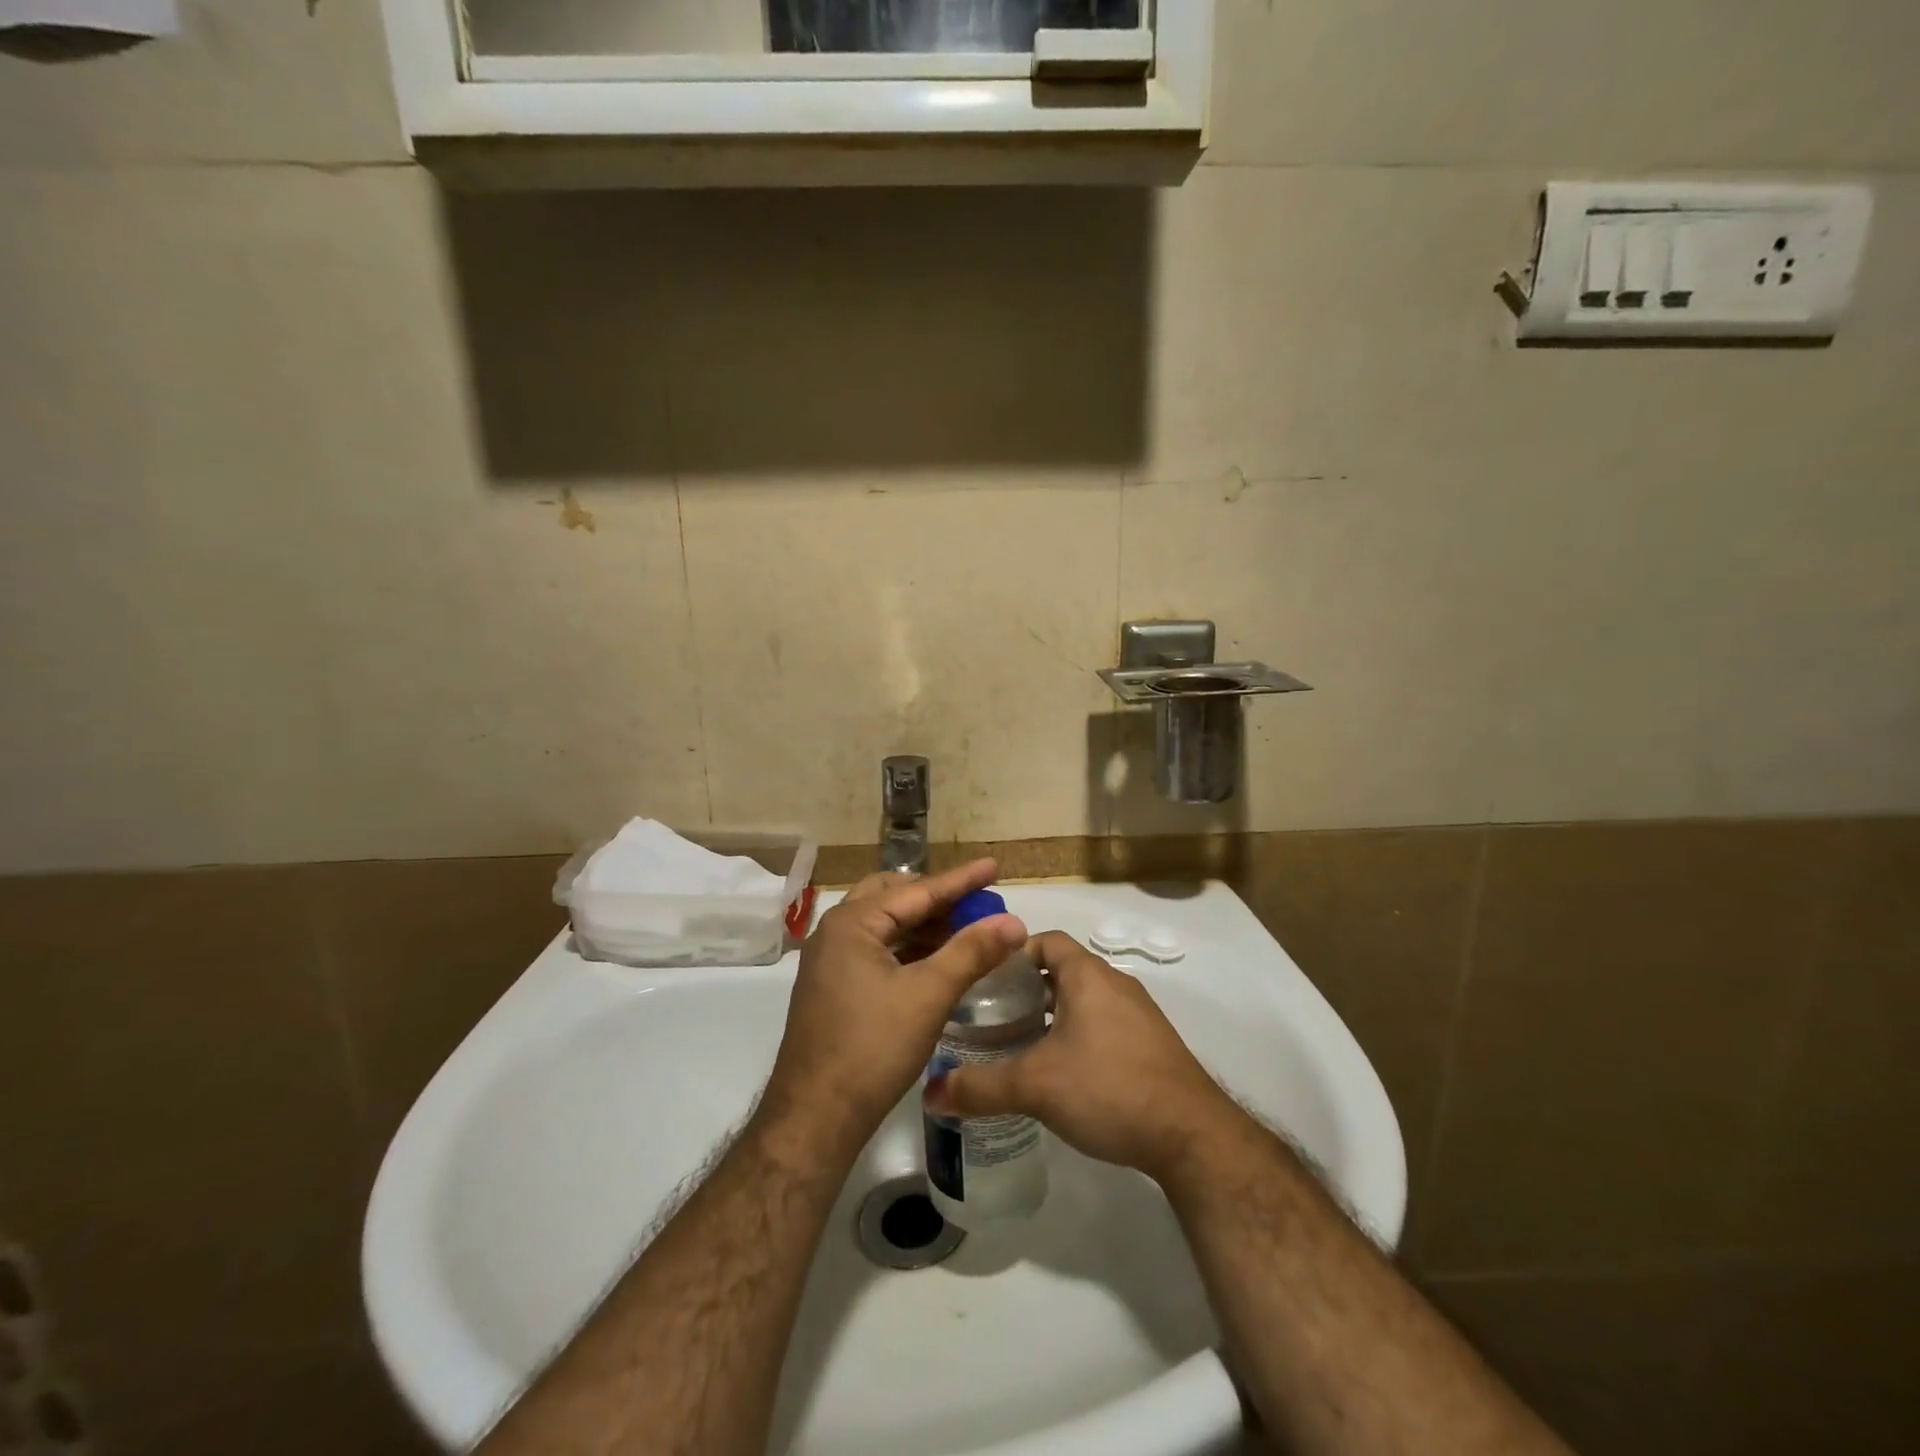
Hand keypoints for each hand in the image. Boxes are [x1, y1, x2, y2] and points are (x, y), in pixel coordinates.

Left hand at [761, 859, 1027, 1142]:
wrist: (815, 1118)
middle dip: (938, 899)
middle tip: (977, 902)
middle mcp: (835, 932)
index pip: (916, 890)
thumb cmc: (872, 1048)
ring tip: (966, 930)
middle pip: (895, 899)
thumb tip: (1014, 923)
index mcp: (852, 923)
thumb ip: (971, 953)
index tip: (994, 867)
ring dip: (924, 926)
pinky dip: (910, 950)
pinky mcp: (834, 988)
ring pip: (885, 927)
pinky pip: (878, 952)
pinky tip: (938, 962)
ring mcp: (831, 961)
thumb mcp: (928, 996)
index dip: (960, 880)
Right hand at [925, 931, 1236, 1183]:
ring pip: (1084, 999)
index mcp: (1087, 975)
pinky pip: (1105, 1024)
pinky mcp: (1151, 1045)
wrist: (1190, 1135)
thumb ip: (979, 1087)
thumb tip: (930, 1093)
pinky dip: (1079, 1034)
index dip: (1012, 954)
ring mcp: (1138, 1014)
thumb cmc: (1108, 1088)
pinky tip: (1063, 1072)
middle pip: (1062, 970)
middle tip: (992, 1017)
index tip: (984, 980)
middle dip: (1026, 989)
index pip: (1045, 941)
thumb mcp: (1034, 1086)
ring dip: (1053, 1014)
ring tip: (1020, 1045)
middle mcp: (1115, 983)